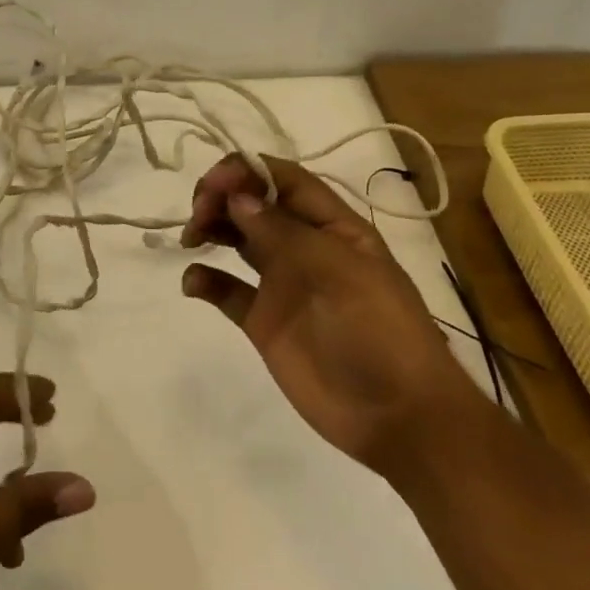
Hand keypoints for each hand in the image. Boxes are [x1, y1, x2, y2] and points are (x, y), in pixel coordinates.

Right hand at [179, 154, 482, 474]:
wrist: (399, 419)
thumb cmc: (380, 334)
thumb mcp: (342, 274)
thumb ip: (286, 233)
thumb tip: (237, 196)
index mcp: (333, 227)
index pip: (285, 180)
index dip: (247, 171)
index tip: (213, 183)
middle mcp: (305, 247)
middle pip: (255, 203)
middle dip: (222, 197)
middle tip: (198, 214)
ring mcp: (282, 283)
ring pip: (237, 238)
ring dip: (211, 228)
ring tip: (191, 239)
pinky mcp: (263, 320)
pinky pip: (226, 289)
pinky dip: (205, 280)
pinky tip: (192, 284)